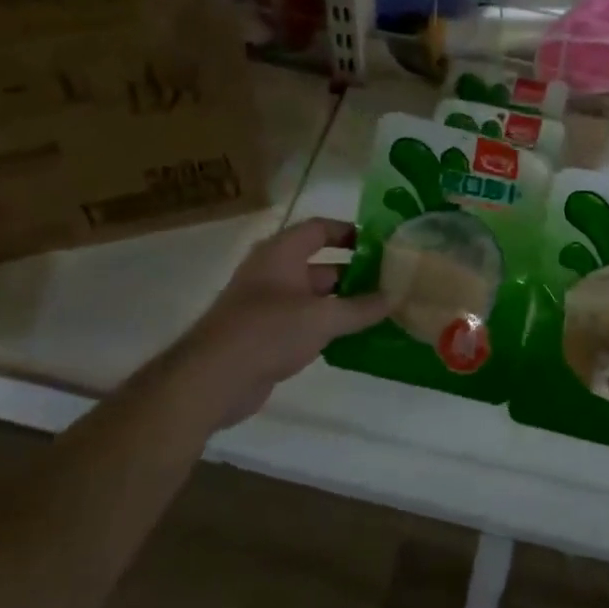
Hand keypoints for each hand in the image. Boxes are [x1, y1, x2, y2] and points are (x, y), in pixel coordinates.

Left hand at [177, 218, 389, 426]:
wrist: (212, 379)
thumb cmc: (268, 331)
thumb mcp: (322, 317)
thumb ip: (361, 308)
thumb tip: (395, 296)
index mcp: (281, 252)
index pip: (320, 228)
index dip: (350, 232)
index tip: (382, 245)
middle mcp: (274, 272)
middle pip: (320, 263)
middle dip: (355, 273)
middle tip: (390, 283)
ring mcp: (268, 304)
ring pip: (314, 296)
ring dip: (344, 302)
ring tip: (381, 311)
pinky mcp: (266, 334)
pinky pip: (305, 321)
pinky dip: (328, 325)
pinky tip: (356, 338)